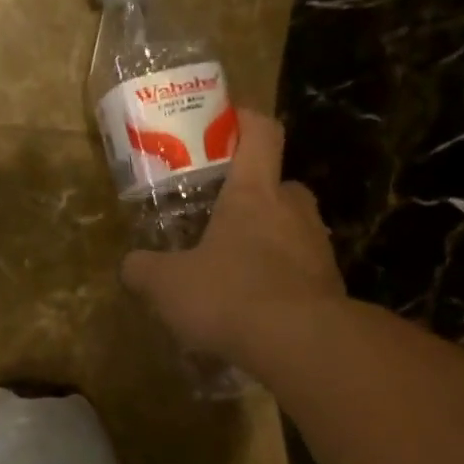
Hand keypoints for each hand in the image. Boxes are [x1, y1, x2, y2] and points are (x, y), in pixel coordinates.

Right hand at [121, 109, 344, 365]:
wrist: (302, 344)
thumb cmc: (230, 294)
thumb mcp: (167, 285)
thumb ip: (144, 270)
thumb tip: (131, 266)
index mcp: (254, 193)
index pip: (261, 133)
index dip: (246, 120)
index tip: (228, 122)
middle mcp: (293, 210)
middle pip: (279, 185)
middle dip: (254, 197)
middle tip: (224, 220)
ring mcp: (318, 247)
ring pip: (293, 230)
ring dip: (269, 242)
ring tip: (238, 272)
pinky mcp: (331, 286)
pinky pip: (302, 272)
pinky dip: (283, 281)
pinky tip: (259, 310)